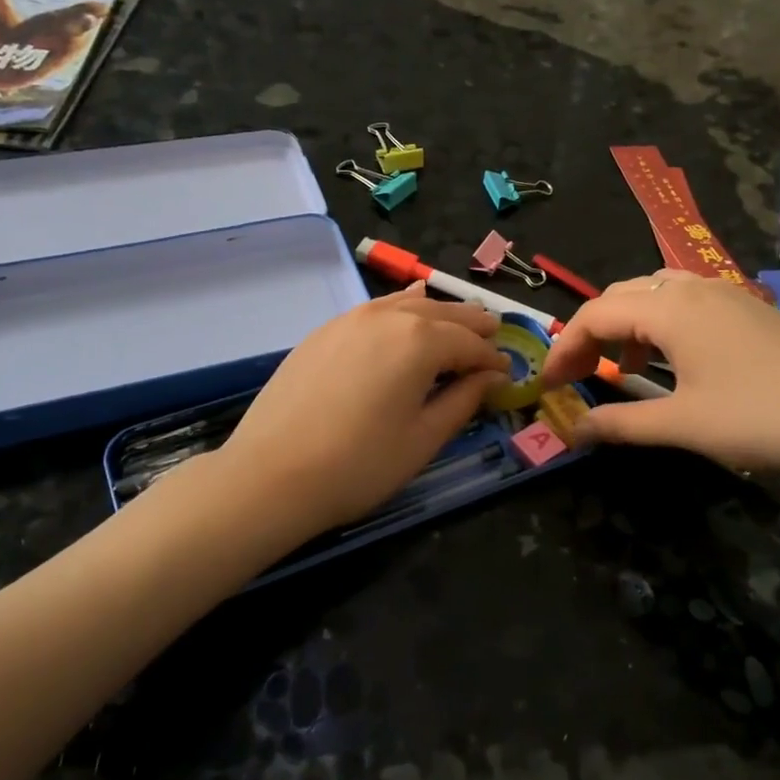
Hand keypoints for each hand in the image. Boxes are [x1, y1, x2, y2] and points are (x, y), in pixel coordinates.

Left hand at [212, 285, 506, 538]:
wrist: (272, 474)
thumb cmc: (360, 464)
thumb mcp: (424, 438)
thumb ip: (463, 400)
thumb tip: (490, 377)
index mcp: (420, 341)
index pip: (470, 344)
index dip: (492, 360)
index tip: (507, 374)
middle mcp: (387, 318)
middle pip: (442, 313)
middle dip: (471, 326)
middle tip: (491, 339)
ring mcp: (349, 320)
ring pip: (406, 304)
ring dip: (437, 313)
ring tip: (454, 326)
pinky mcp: (323, 332)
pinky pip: (374, 310)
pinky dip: (398, 311)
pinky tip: (403, 316)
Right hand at [541, 271, 779, 479]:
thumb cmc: (762, 417)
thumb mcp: (683, 425)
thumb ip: (621, 424)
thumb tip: (572, 431)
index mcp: (670, 308)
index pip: (594, 314)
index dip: (563, 348)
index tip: (547, 386)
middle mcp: (693, 288)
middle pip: (620, 296)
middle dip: (589, 333)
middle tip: (575, 376)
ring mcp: (725, 294)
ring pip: (655, 294)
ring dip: (626, 325)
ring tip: (618, 367)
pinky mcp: (748, 310)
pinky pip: (685, 302)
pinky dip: (659, 325)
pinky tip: (670, 361)